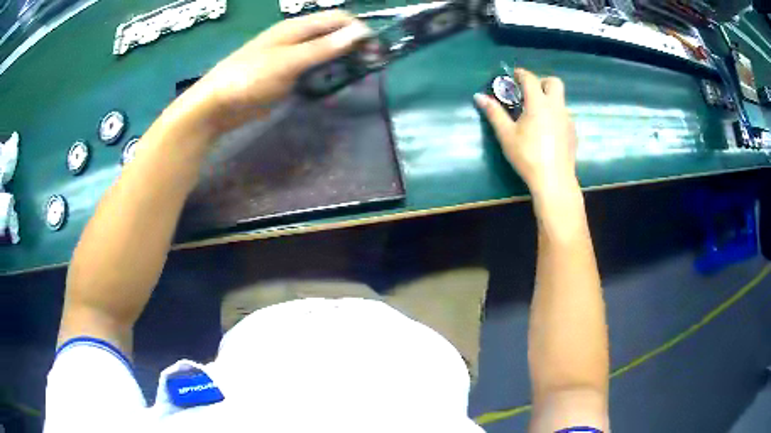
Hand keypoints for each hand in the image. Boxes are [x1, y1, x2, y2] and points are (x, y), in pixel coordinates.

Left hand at [175, 11, 371, 136]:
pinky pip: (314, 71)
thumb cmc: (249, 78)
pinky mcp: (287, 76)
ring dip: (343, 62)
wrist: (217, 106)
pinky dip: (327, 76)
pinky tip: (334, 86)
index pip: (338, 19)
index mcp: (297, 28)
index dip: (359, 29)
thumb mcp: (288, 61)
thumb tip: (358, 32)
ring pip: (326, 53)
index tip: (375, 49)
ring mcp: (291, 58)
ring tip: (357, 77)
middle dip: (354, 46)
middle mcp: (297, 39)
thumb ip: (323, 47)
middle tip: (371, 66)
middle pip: (334, 35)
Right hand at [475, 68, 578, 198]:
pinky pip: (564, 115)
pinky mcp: (573, 133)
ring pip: (560, 100)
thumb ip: (494, 113)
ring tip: (536, 114)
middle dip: (542, 81)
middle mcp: (556, 106)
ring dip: (549, 99)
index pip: (531, 78)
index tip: (513, 75)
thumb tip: (479, 96)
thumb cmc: (528, 156)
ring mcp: (568, 119)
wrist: (554, 180)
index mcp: (539, 103)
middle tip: (529, 92)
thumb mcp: (506, 135)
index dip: (521, 74)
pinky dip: (555, 114)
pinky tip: (547, 131)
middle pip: (554, 82)